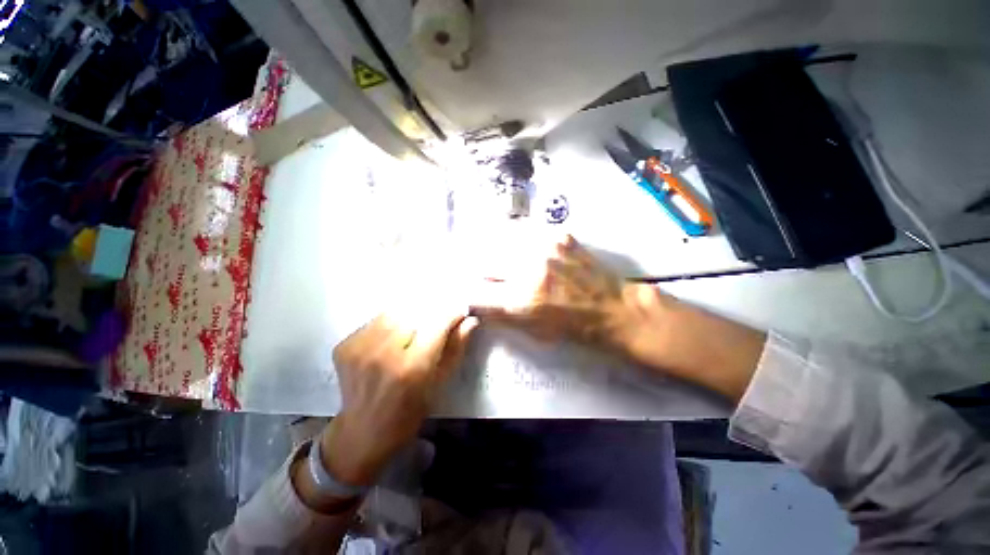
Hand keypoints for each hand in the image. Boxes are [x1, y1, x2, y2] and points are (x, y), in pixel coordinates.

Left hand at [322, 310, 476, 486]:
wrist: (362, 432)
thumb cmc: (409, 413)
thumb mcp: (440, 383)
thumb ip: (456, 347)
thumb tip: (470, 320)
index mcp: (411, 368)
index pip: (438, 322)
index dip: (452, 312)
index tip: (460, 311)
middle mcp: (383, 353)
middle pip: (415, 311)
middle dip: (431, 312)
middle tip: (437, 322)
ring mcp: (359, 347)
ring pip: (395, 311)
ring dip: (410, 315)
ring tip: (414, 330)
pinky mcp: (344, 345)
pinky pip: (376, 320)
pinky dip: (390, 323)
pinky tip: (393, 339)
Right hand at [472, 235, 766, 401]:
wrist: (612, 308)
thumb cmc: (573, 328)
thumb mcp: (532, 331)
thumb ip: (501, 314)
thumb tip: (476, 300)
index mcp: (521, 300)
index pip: (476, 291)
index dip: (467, 291)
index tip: (465, 290)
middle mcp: (529, 269)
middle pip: (483, 259)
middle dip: (477, 267)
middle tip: (477, 270)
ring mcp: (545, 247)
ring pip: (501, 241)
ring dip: (495, 250)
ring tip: (497, 256)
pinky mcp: (558, 235)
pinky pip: (525, 234)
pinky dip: (518, 242)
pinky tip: (523, 249)